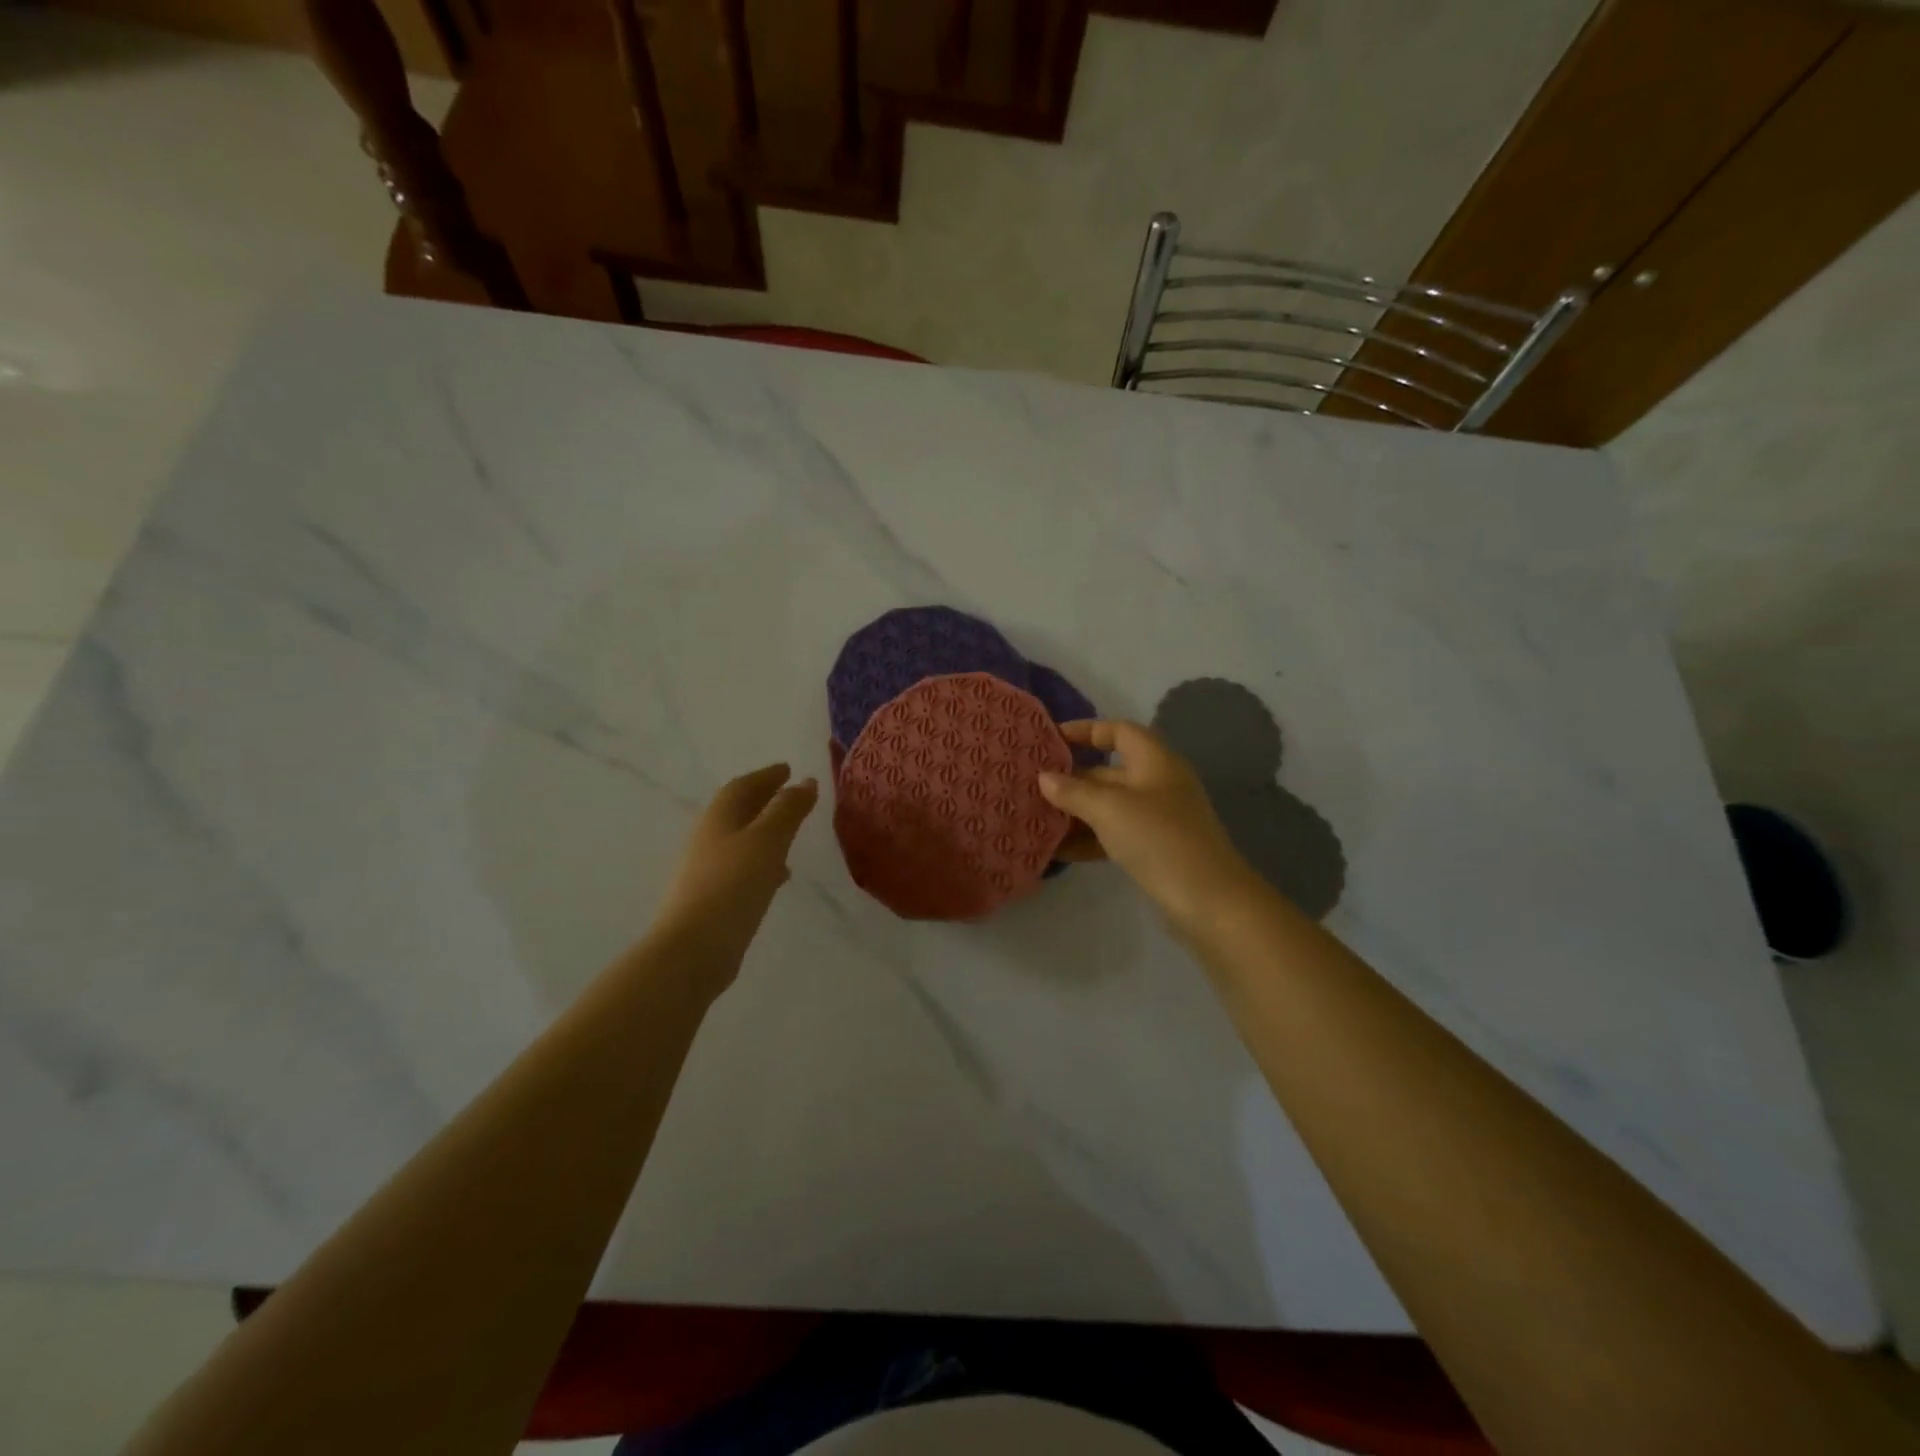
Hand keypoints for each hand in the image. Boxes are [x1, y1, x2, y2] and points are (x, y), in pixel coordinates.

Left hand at [653, 764, 818, 978]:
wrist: (693, 949)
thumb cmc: (733, 885)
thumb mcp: (768, 840)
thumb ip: (788, 809)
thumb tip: (805, 781)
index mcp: (719, 817)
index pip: (743, 786)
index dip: (767, 776)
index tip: (788, 770)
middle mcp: (709, 838)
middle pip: (739, 811)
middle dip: (765, 801)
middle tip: (793, 797)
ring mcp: (707, 870)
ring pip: (741, 840)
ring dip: (765, 832)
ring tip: (792, 835)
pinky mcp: (713, 898)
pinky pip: (742, 867)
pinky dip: (762, 861)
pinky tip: (778, 876)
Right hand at [1039, 720, 1259, 929]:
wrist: (1209, 900)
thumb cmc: (1158, 838)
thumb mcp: (1109, 809)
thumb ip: (1073, 791)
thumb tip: (1044, 777)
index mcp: (1155, 760)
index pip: (1118, 731)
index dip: (1085, 730)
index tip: (1051, 739)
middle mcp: (1157, 783)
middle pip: (1108, 771)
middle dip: (1071, 779)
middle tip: (1031, 786)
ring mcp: (1158, 818)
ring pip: (1108, 807)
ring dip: (1075, 812)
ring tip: (1036, 819)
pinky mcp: (1154, 849)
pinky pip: (1114, 835)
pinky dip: (1088, 839)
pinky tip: (1057, 851)